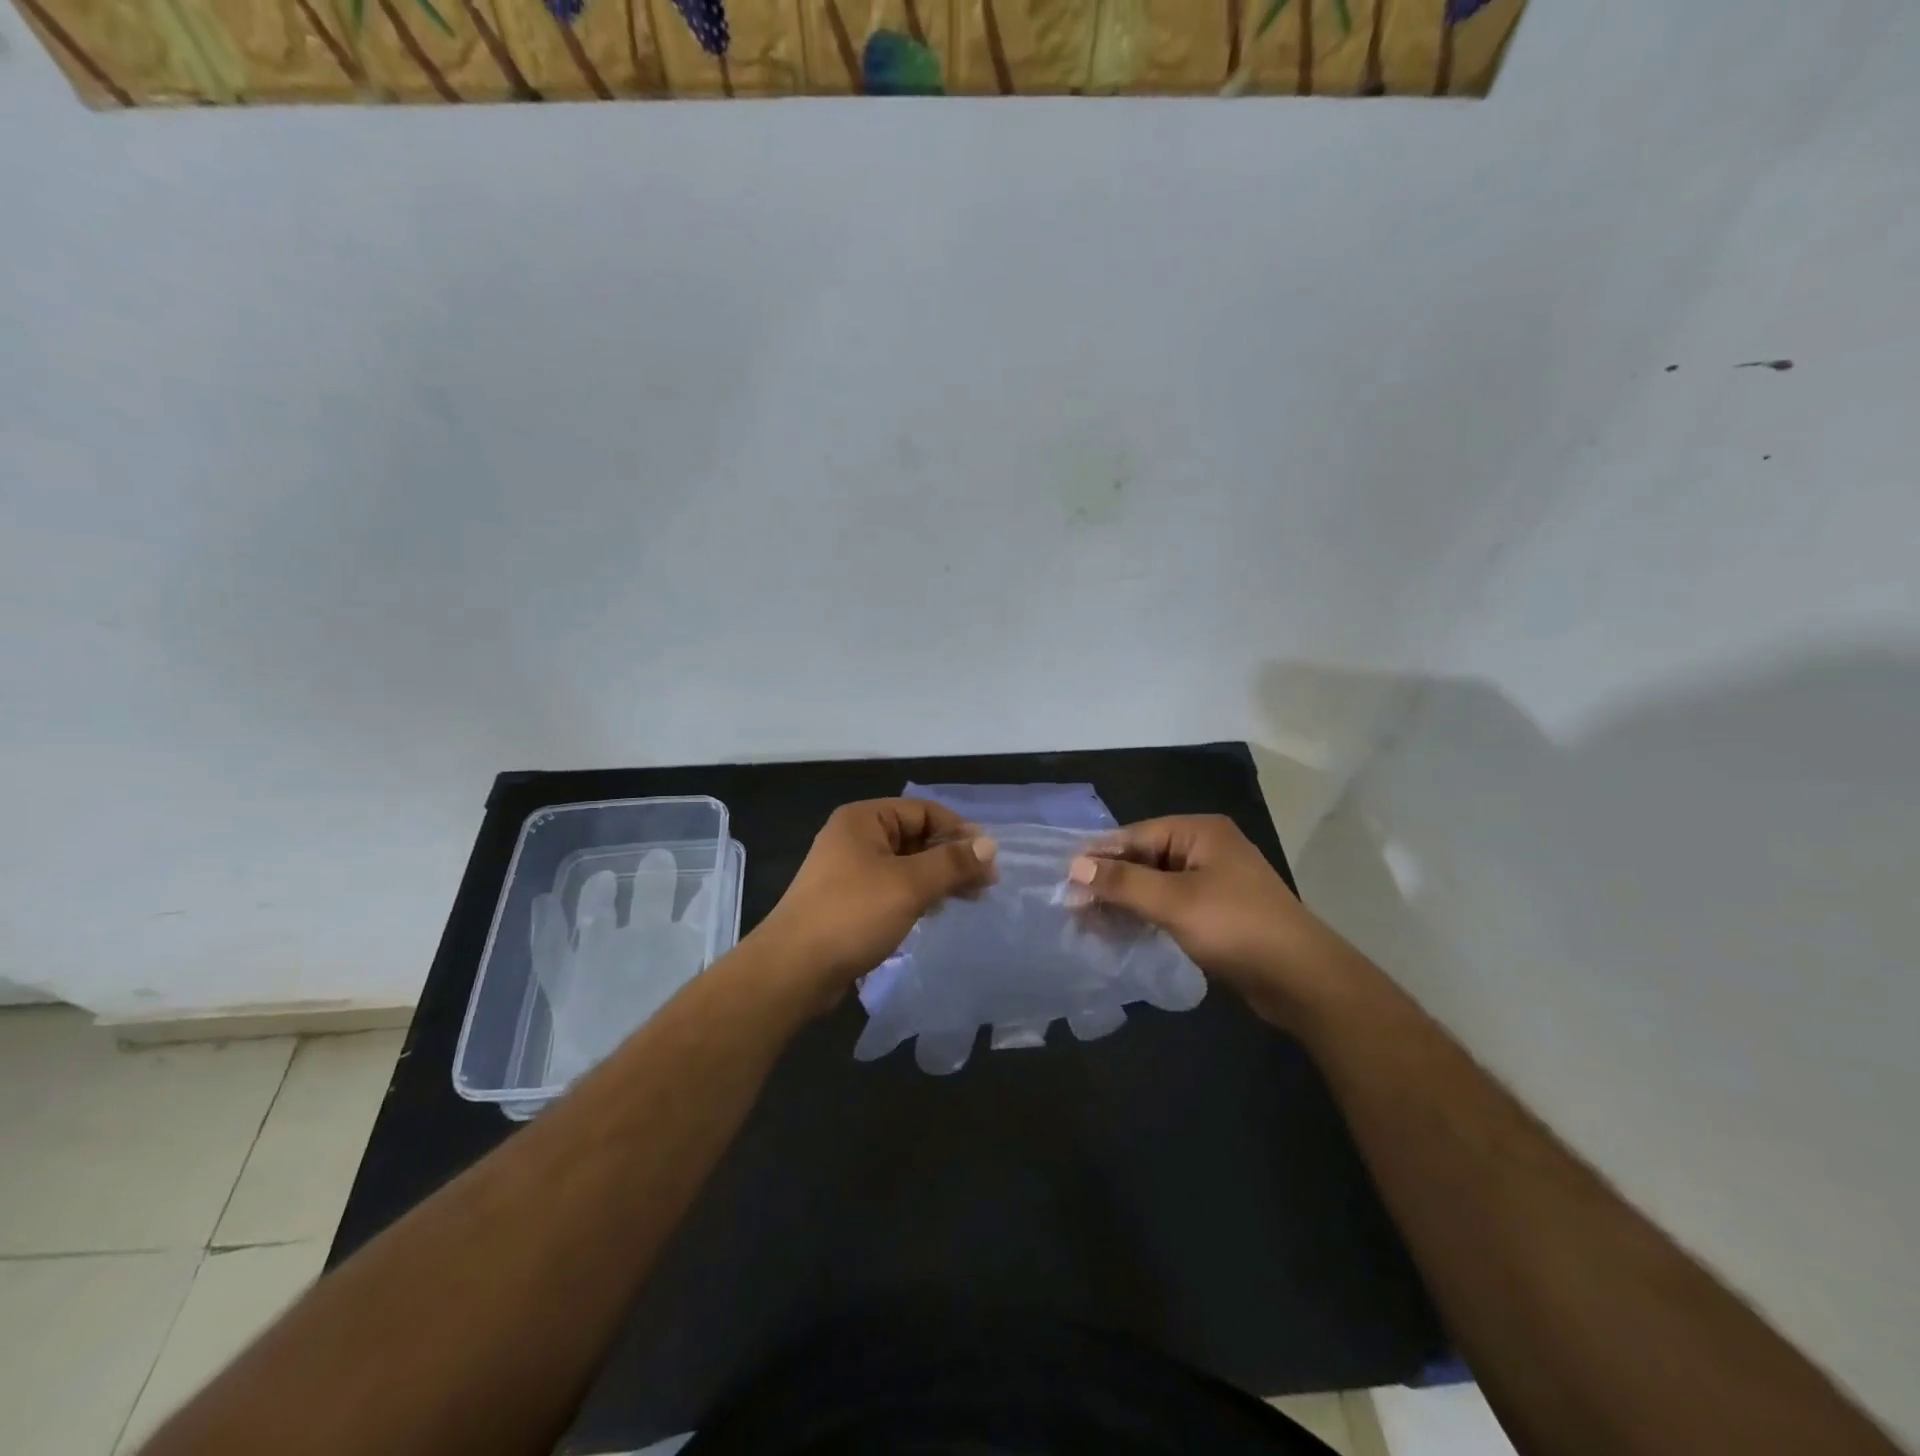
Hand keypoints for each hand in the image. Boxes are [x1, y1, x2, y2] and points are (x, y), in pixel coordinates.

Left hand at [757, 798, 997, 1007]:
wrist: (793, 970)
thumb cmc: (852, 915)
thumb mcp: (909, 885)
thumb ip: (952, 862)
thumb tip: (990, 845)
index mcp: (864, 819)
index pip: (923, 811)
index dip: (958, 831)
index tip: (988, 858)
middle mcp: (855, 837)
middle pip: (915, 837)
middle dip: (952, 857)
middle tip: (986, 884)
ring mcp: (849, 870)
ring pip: (906, 864)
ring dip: (938, 877)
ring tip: (969, 899)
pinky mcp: (848, 900)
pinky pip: (892, 887)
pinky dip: (917, 894)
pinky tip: (936, 912)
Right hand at [1068, 815, 1351, 1028]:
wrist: (1302, 980)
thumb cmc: (1236, 927)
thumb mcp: (1174, 902)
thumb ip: (1123, 882)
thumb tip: (1074, 867)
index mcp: (1200, 832)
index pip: (1135, 836)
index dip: (1099, 857)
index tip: (1064, 880)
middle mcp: (1206, 849)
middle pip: (1144, 859)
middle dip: (1109, 883)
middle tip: (1072, 907)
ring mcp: (1213, 881)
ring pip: (1155, 885)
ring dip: (1124, 903)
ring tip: (1088, 924)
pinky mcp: (1216, 911)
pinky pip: (1170, 905)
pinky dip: (1145, 916)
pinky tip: (1120, 933)